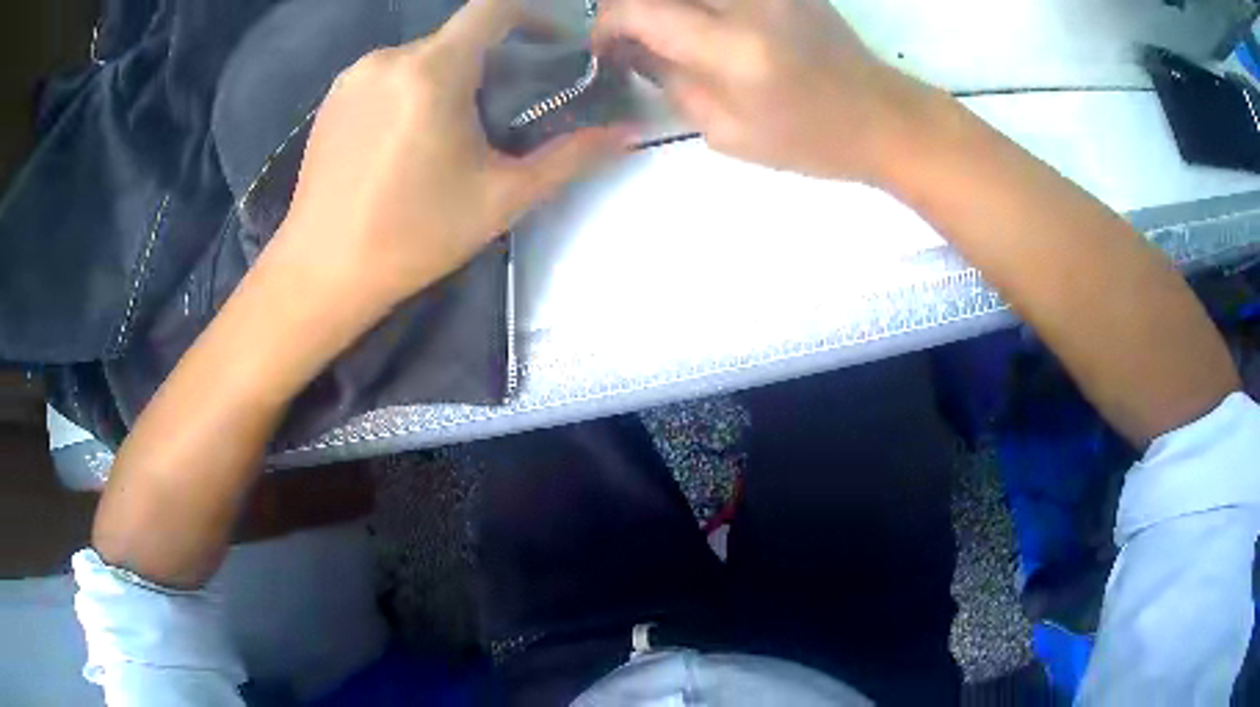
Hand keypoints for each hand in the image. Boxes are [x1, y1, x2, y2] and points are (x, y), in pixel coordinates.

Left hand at [277, 0, 629, 312]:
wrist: (321, 272)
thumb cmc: (412, 237)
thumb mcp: (501, 198)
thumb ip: (570, 158)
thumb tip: (629, 134)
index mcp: (432, 71)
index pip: (493, 8)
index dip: (533, 16)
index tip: (552, 46)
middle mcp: (389, 58)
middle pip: (458, 37)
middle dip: (492, 60)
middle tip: (505, 111)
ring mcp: (353, 76)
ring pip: (421, 57)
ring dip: (450, 77)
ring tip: (453, 133)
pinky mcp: (332, 98)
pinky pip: (387, 75)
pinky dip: (412, 90)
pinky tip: (407, 141)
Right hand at [594, 0, 940, 182]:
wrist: (882, 117)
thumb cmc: (810, 140)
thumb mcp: (728, 133)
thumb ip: (671, 82)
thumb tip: (632, 49)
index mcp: (734, 50)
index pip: (641, 10)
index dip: (608, 24)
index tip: (606, 47)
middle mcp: (751, 4)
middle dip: (630, 6)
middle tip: (632, 34)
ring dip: (665, 5)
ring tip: (667, 30)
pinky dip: (699, 4)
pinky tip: (702, 22)